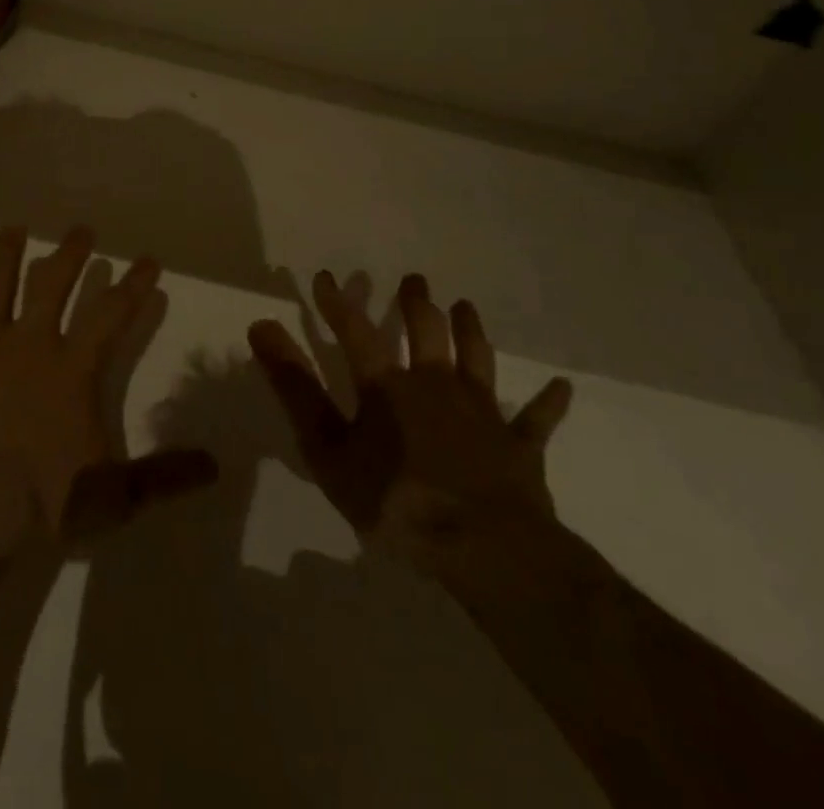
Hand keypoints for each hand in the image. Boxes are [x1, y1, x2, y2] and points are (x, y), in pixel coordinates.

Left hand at [0, 225, 217, 544]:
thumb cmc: (40, 501)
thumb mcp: (113, 495)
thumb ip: (164, 476)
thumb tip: (214, 465)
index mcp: (71, 369)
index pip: (111, 315)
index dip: (132, 286)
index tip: (147, 259)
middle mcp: (29, 344)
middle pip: (53, 285)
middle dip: (70, 255)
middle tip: (81, 229)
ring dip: (6, 255)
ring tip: (14, 228)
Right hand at [249, 271, 572, 561]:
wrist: (484, 548)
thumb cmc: (395, 500)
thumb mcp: (328, 448)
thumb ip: (294, 387)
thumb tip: (261, 326)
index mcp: (388, 386)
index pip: (356, 332)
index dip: (339, 304)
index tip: (327, 277)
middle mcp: (435, 384)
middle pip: (427, 332)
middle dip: (417, 303)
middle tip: (414, 280)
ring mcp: (482, 412)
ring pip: (477, 359)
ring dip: (471, 330)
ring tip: (466, 305)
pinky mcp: (519, 445)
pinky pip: (536, 419)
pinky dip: (548, 402)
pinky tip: (562, 386)